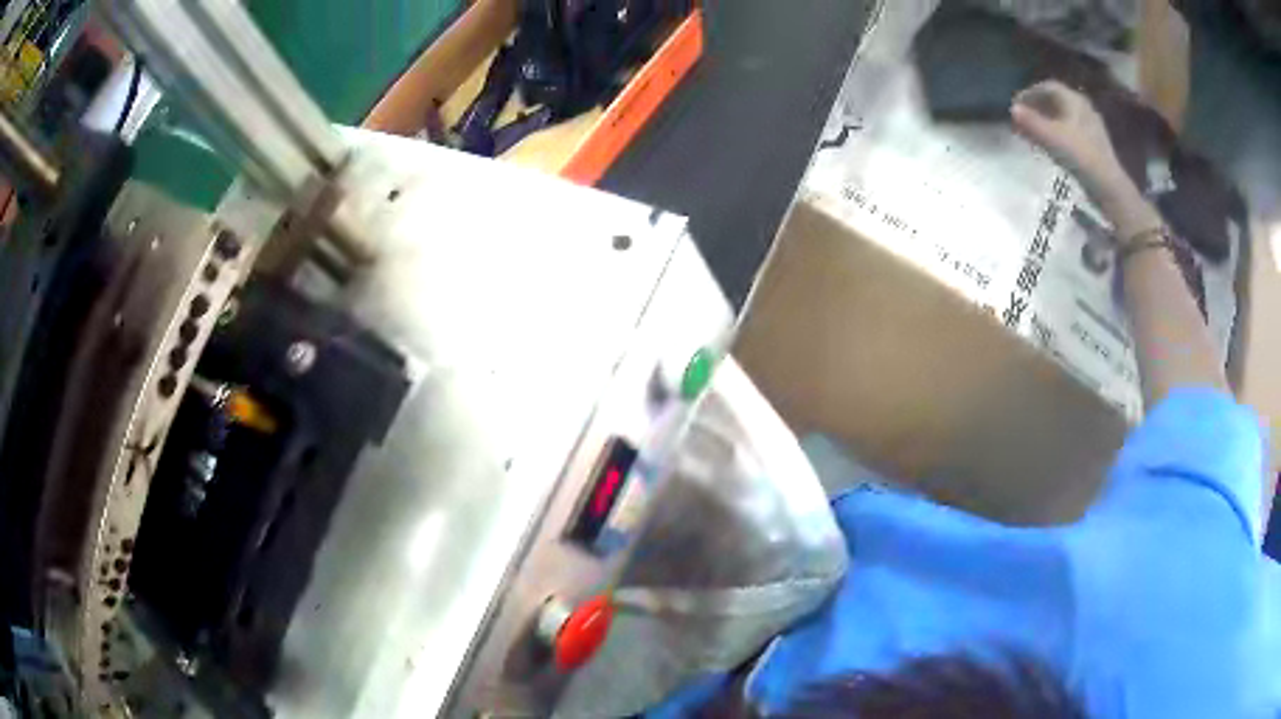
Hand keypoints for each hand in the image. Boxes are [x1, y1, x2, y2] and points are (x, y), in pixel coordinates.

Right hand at [1010, 81, 1131, 204]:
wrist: (1109, 187)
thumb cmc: (1081, 157)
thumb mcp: (1052, 138)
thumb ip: (1031, 122)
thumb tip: (1012, 109)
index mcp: (1073, 99)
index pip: (1047, 87)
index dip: (1029, 94)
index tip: (1017, 105)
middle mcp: (1083, 107)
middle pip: (1056, 100)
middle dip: (1037, 107)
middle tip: (1024, 119)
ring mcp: (1090, 125)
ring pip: (1063, 115)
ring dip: (1047, 120)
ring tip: (1035, 132)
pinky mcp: (1094, 142)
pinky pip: (1071, 129)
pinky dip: (1058, 131)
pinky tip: (1053, 144)